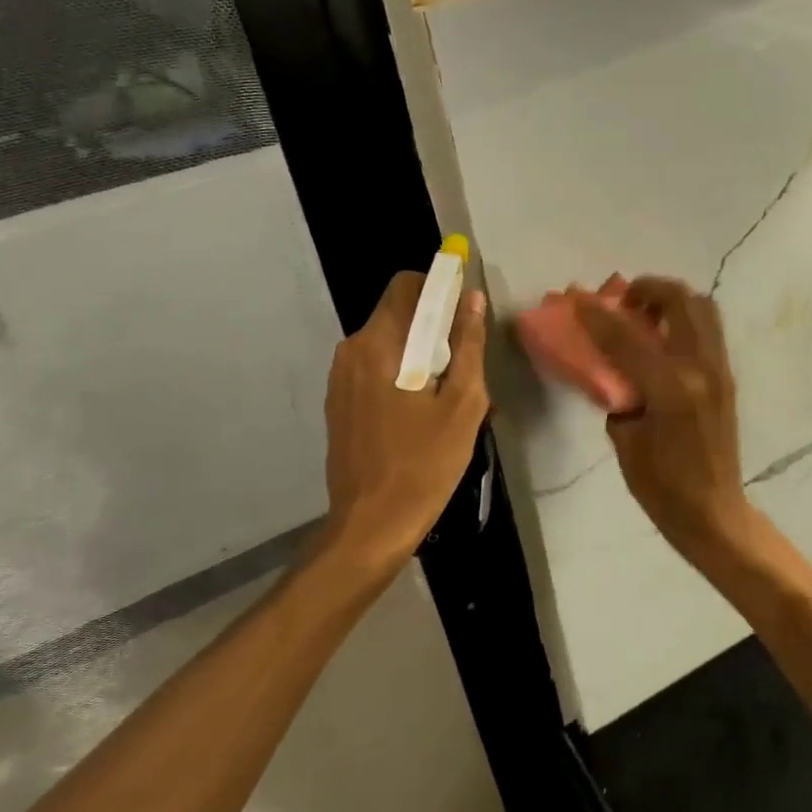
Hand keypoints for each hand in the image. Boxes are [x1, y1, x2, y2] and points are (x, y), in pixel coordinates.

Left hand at [322, 270, 488, 573]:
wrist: (371, 525)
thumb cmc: (424, 464)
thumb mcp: (463, 404)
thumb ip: (469, 345)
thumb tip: (472, 299)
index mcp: (380, 344)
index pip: (406, 285)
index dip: (438, 289)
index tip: (463, 317)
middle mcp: (352, 350)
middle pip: (396, 313)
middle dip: (432, 327)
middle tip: (461, 367)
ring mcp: (340, 377)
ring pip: (387, 342)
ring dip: (417, 353)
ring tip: (443, 396)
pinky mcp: (338, 401)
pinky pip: (374, 367)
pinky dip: (398, 373)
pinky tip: (416, 413)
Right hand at [573, 278, 758, 566]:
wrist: (713, 511)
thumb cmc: (662, 485)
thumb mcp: (625, 440)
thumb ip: (619, 393)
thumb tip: (613, 367)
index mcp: (671, 388)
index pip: (627, 337)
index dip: (597, 315)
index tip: (578, 299)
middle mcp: (701, 368)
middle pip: (679, 300)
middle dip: (648, 289)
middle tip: (624, 301)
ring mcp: (719, 368)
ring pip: (702, 307)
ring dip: (671, 300)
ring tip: (645, 314)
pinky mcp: (727, 375)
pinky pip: (708, 329)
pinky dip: (684, 319)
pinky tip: (663, 339)